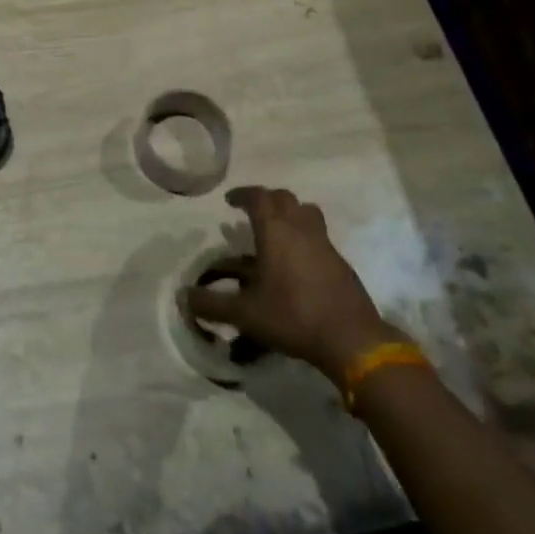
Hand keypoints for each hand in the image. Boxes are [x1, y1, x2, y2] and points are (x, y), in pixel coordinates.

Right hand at [186, 186, 406, 383]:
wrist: (350, 338)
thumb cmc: (292, 317)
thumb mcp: (244, 314)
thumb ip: (212, 304)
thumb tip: (184, 297)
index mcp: (275, 231)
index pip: (258, 197)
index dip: (242, 194)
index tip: (229, 201)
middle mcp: (300, 228)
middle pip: (284, 198)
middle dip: (265, 200)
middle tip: (251, 212)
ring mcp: (324, 243)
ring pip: (306, 212)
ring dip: (289, 213)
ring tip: (276, 230)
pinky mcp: (340, 261)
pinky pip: (318, 235)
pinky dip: (304, 236)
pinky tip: (296, 262)